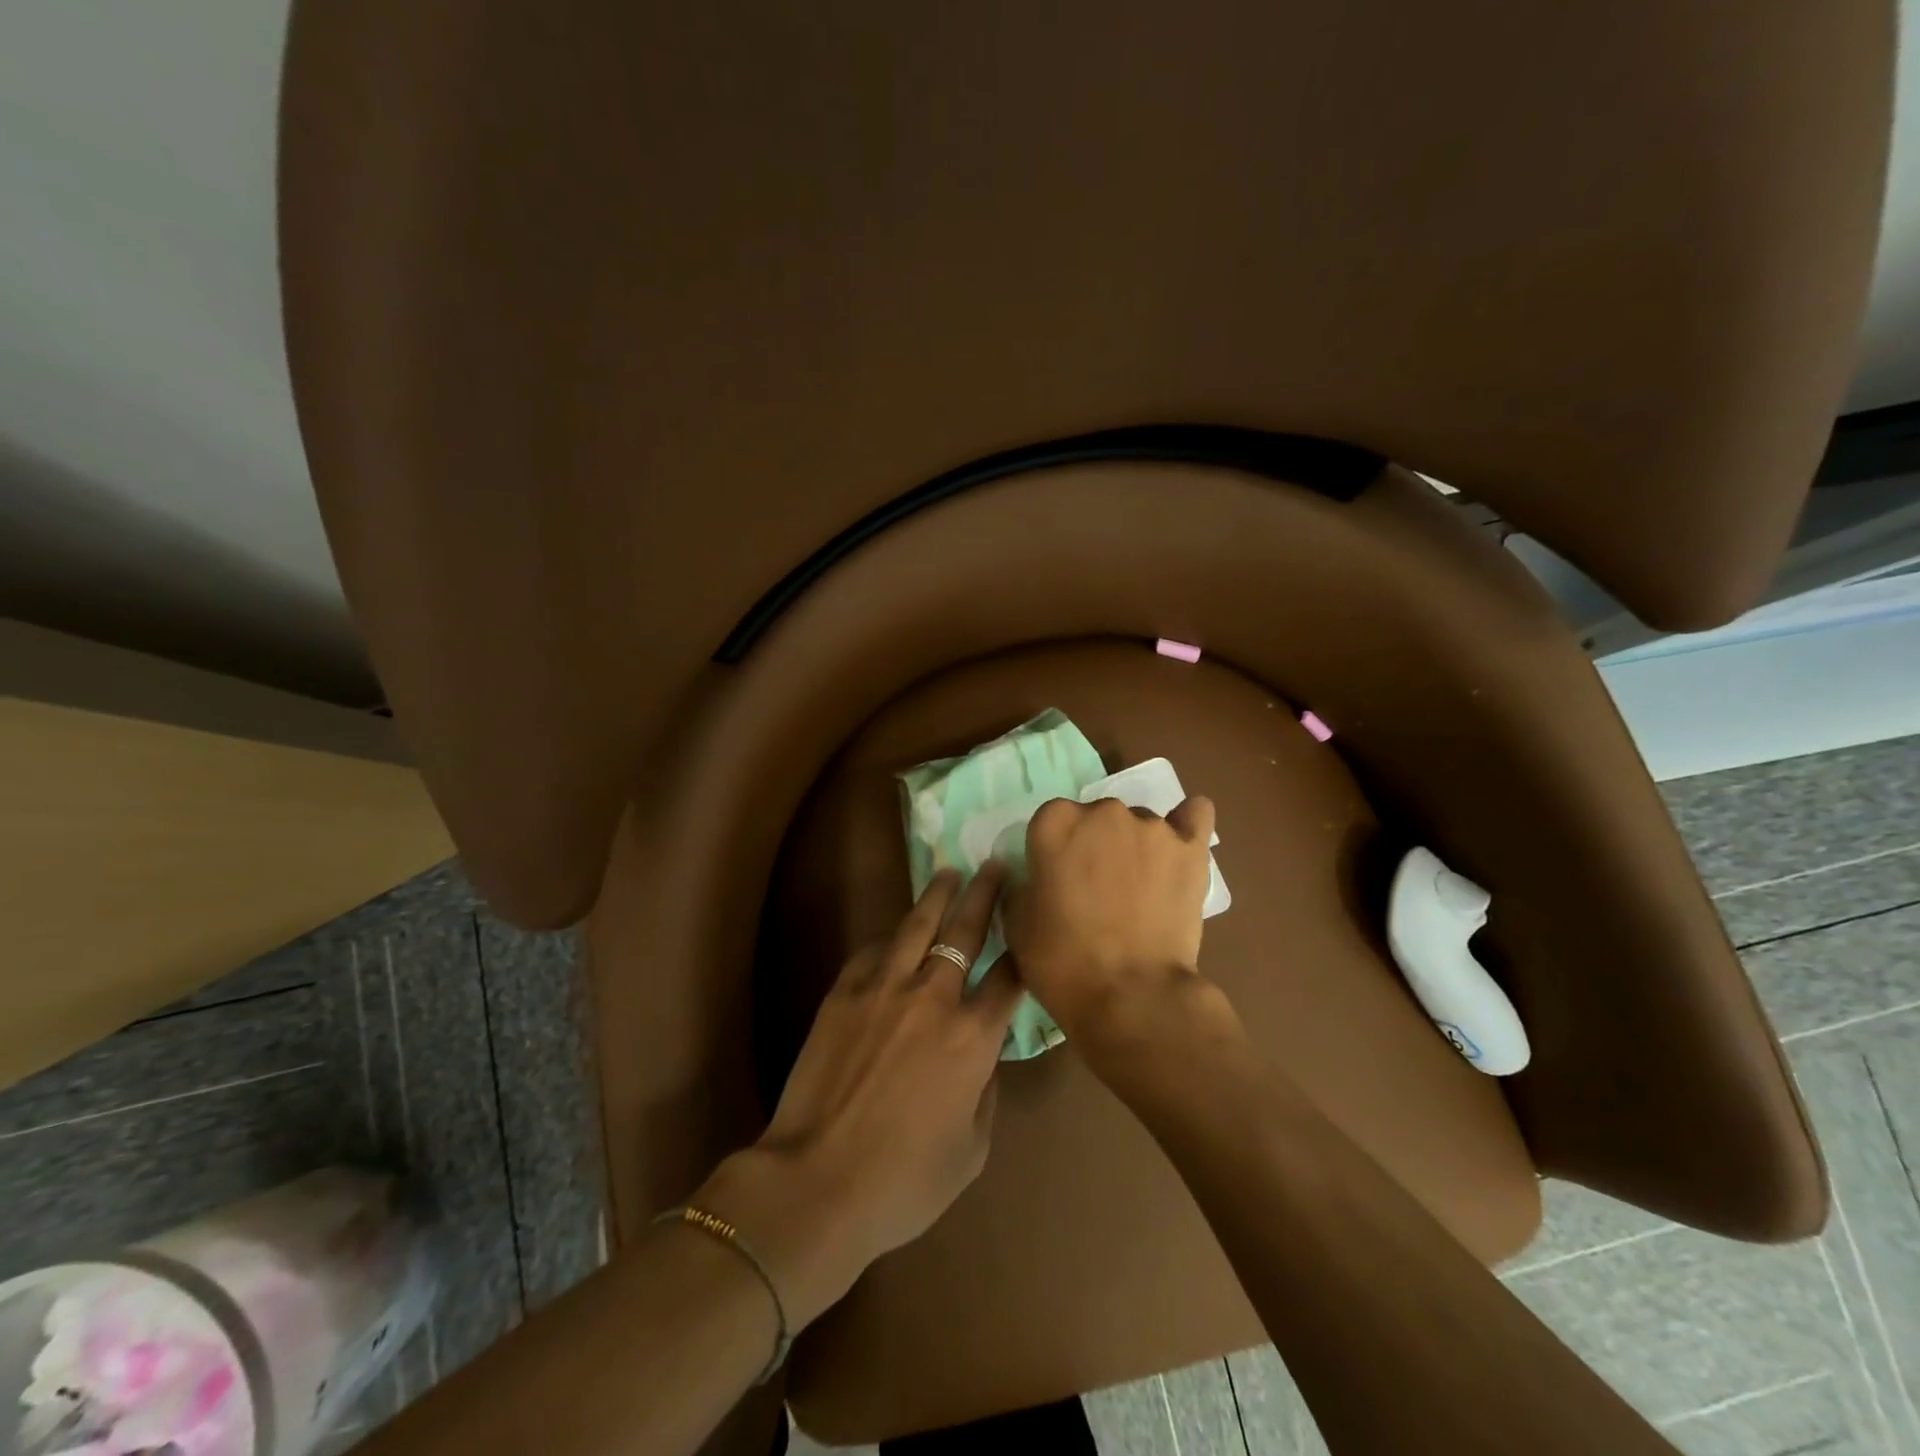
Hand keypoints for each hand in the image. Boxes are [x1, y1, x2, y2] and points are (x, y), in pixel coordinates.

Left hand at [694, 866, 1020, 1328]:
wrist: (818, 1182)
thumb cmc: (904, 1181)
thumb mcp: (972, 1151)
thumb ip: (985, 1092)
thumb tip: (982, 1057)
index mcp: (973, 1037)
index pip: (1009, 977)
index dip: (1023, 949)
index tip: (1028, 926)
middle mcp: (934, 998)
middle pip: (966, 931)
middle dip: (985, 894)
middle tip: (994, 865)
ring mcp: (884, 988)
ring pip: (917, 925)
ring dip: (937, 895)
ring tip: (949, 873)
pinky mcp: (844, 992)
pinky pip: (873, 950)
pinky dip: (890, 937)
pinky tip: (896, 932)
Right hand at [1002, 794, 1219, 1045]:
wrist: (1131, 996)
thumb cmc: (1063, 961)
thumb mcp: (1017, 923)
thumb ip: (1023, 884)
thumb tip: (1036, 876)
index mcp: (1055, 822)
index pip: (1050, 821)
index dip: (1052, 852)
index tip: (1057, 881)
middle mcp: (1103, 811)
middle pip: (1096, 817)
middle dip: (1095, 845)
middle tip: (1096, 890)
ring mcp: (1151, 827)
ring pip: (1139, 824)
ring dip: (1135, 846)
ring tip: (1140, 890)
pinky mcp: (1191, 848)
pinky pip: (1195, 815)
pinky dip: (1187, 823)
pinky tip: (1181, 844)